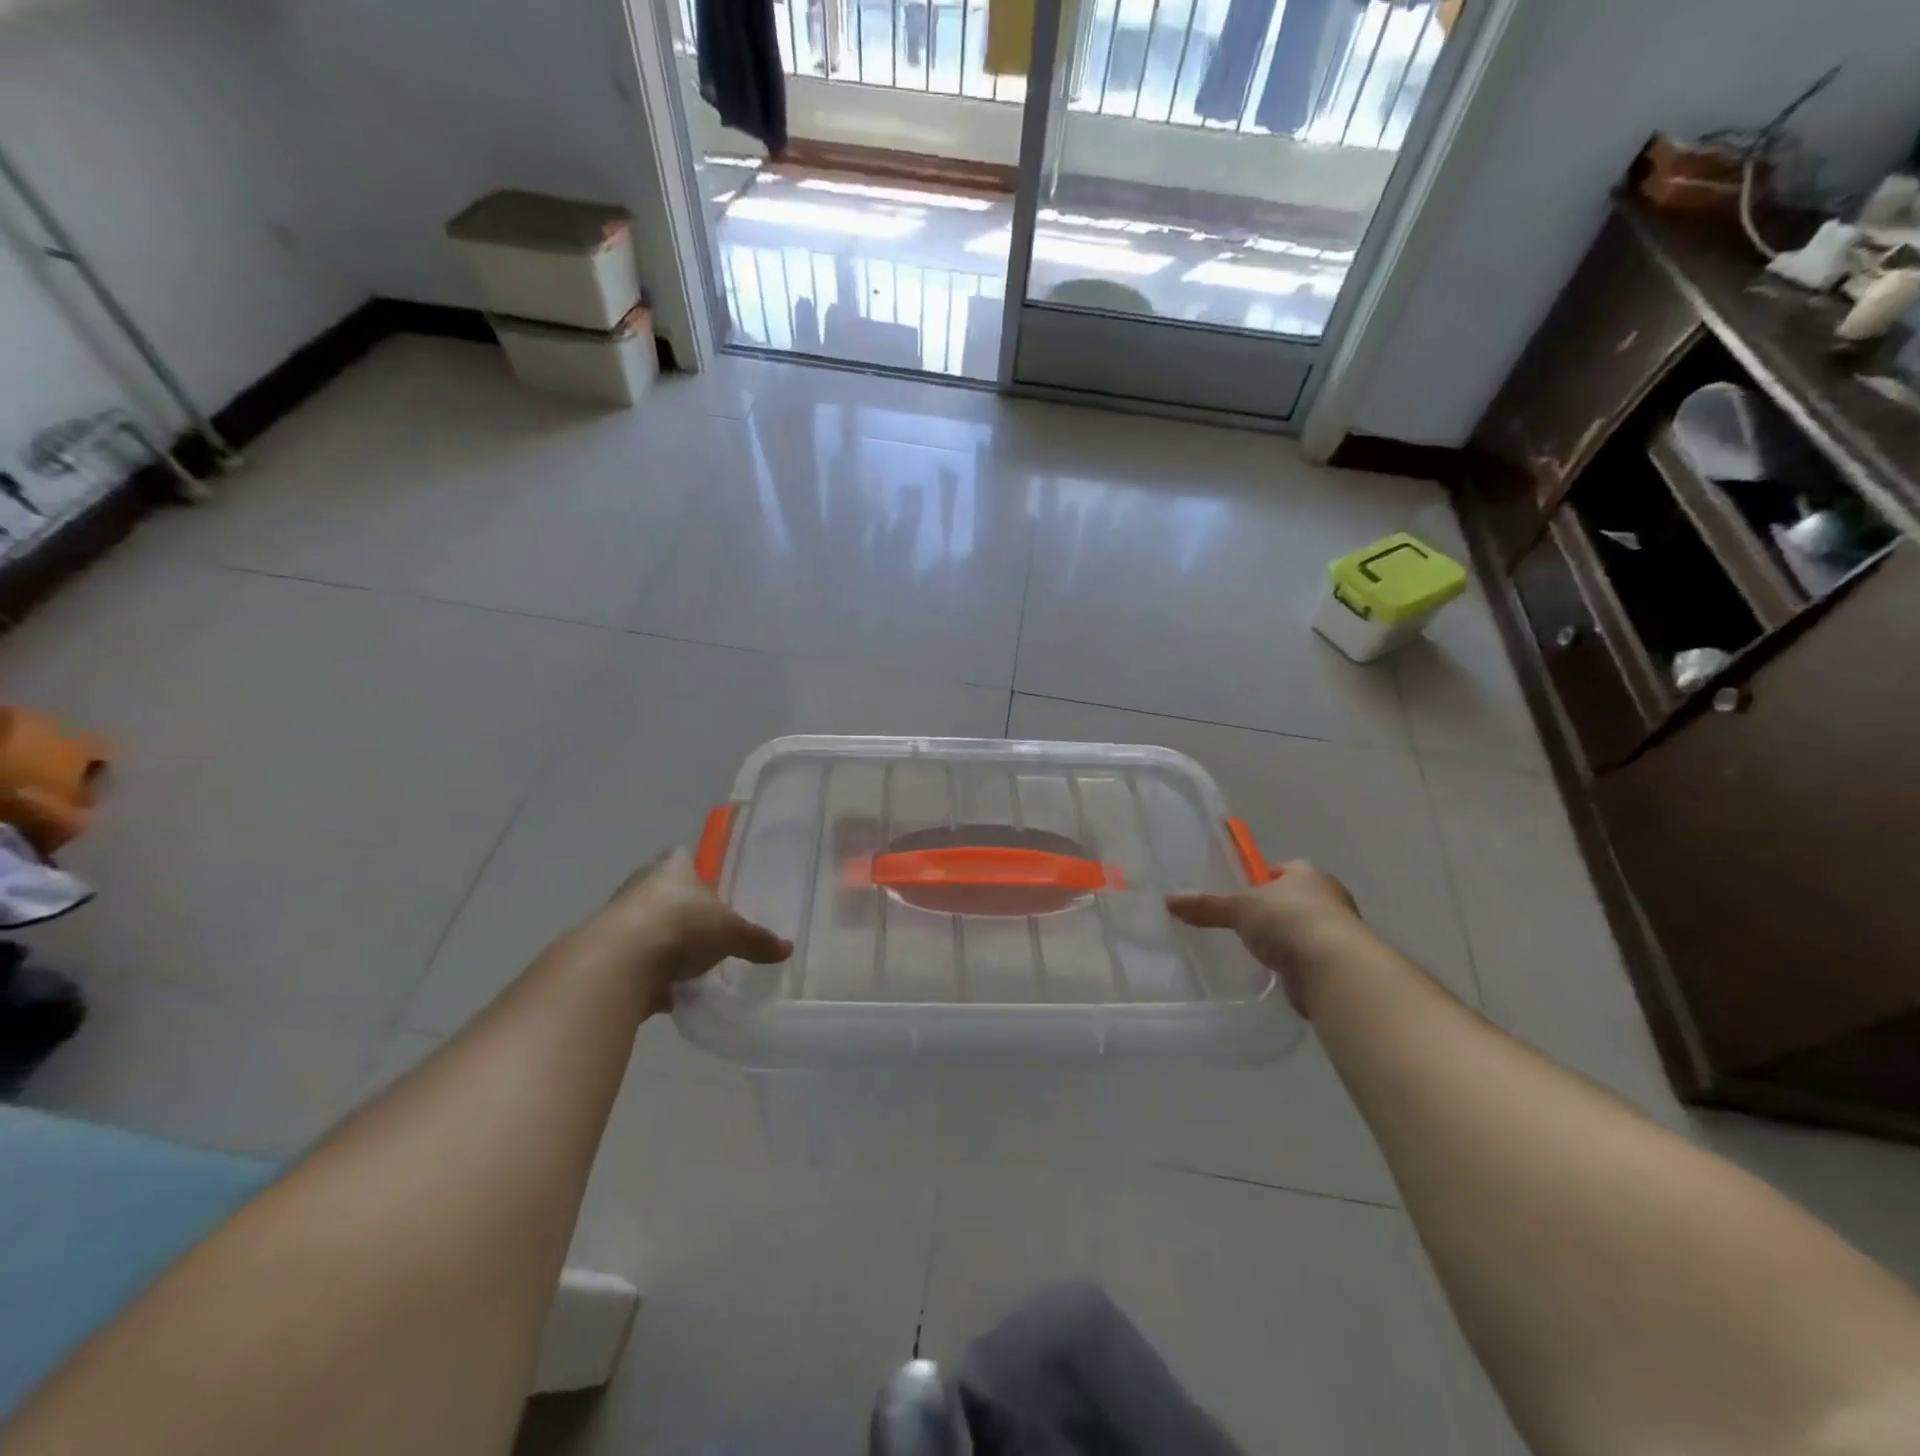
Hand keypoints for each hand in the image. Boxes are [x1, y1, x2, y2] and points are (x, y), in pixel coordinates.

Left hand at [568, 849, 791, 1012]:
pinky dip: (646, 975)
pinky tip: (665, 993)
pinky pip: (631, 960)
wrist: (619, 964)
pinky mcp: (602, 953)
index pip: (682, 855)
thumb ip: (756, 941)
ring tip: (685, 965)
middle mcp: (640, 884)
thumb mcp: (731, 934)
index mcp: (672, 868)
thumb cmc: (682, 927)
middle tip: (702, 927)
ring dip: (660, 942)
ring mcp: (616, 918)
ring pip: (643, 925)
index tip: (708, 883)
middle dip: (678, 907)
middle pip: (660, 890)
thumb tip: (788, 948)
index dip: (695, 867)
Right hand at [1166, 861, 1366, 1016]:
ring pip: (1304, 930)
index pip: (1284, 870)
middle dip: (1275, 912)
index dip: (1264, 880)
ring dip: (1287, 941)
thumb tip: (1169, 900)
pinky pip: (1309, 960)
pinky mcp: (1339, 965)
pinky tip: (1275, 975)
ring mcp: (1338, 932)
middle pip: (1296, 900)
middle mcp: (1328, 898)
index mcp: (1307, 874)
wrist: (1333, 969)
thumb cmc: (1288, 921)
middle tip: (1246, 924)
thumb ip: (1207, 906)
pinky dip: (1295, 967)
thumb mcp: (1239, 908)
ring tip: (1257, 952)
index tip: (1245, 894)